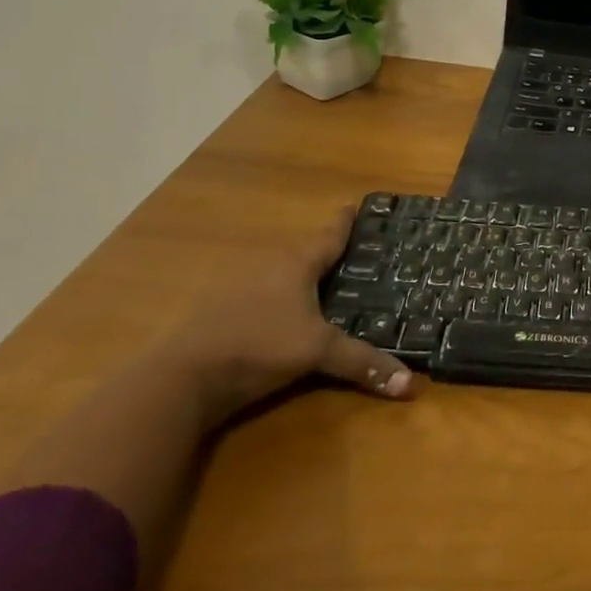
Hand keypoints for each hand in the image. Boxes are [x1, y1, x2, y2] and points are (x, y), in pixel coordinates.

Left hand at [160, 205, 416, 423]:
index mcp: (297, 264)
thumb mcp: (317, 354)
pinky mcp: (219, 316)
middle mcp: (269, 267)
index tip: (358, 205)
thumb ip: (362, 364)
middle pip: (305, 253)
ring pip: (280, 276)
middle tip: (355, 253)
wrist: (178, 380)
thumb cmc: (258, 347)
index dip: (346, 222)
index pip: (330, 235)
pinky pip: (260, 298)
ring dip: (300, 279)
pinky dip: (277, 302)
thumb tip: (412, 385)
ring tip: (326, 285)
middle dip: (328, 253)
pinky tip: (284, 317)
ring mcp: (239, 290)